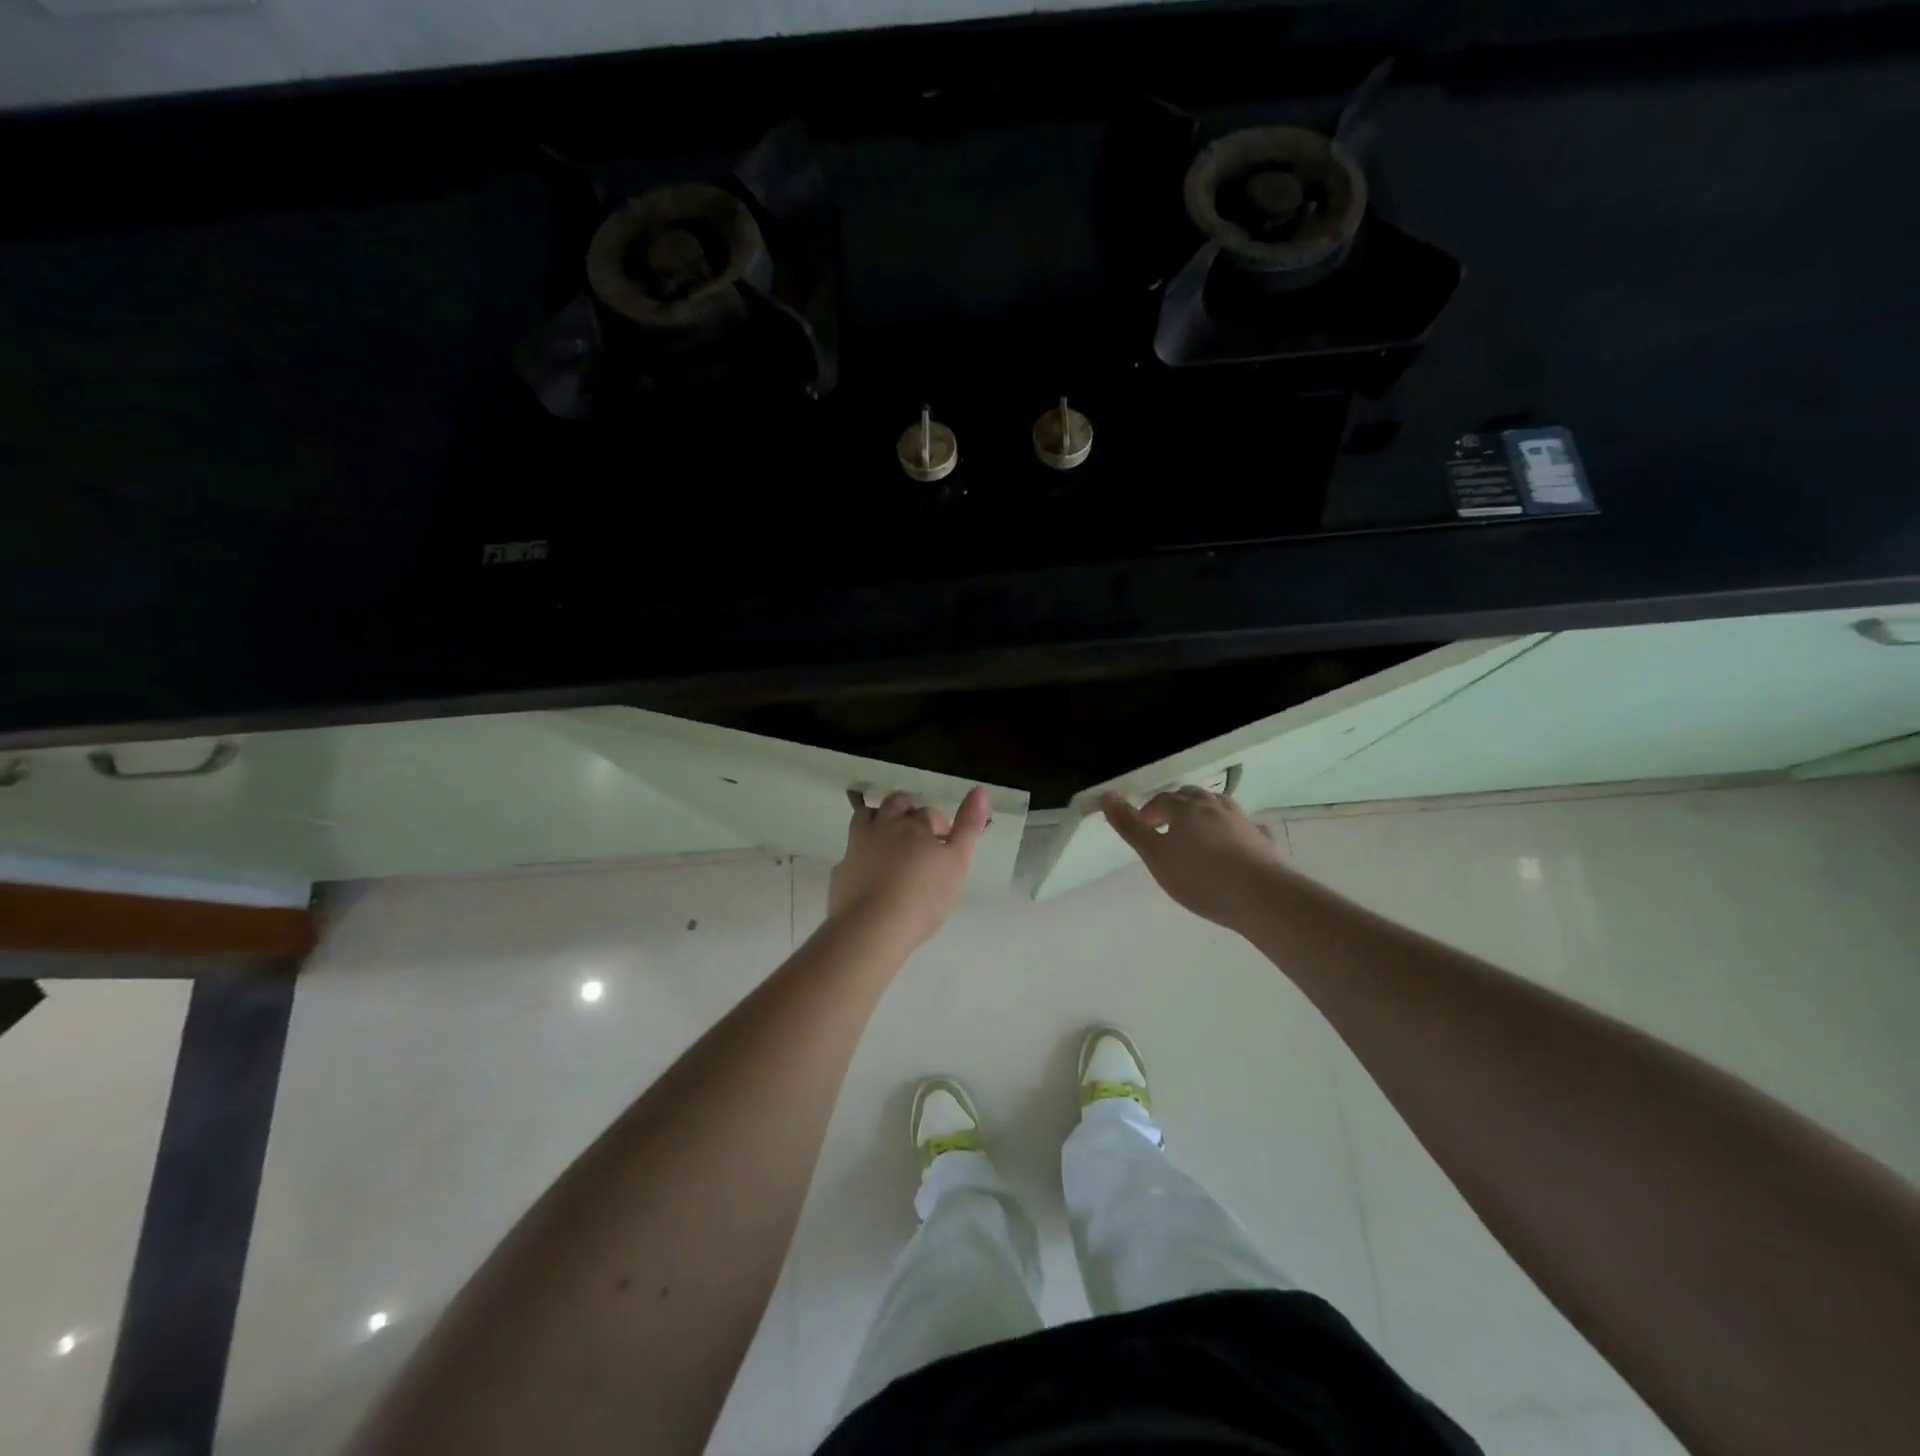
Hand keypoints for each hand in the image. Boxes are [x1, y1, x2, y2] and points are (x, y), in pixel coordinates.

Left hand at [829, 786, 991, 950]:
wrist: (872, 928)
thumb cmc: (923, 897)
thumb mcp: (958, 861)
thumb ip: (970, 826)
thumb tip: (980, 789)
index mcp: (915, 825)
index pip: (930, 814)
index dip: (940, 826)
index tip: (947, 846)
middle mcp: (884, 826)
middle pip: (896, 804)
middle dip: (909, 811)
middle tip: (919, 834)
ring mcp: (858, 845)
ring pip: (866, 816)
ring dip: (879, 819)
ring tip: (891, 840)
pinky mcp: (841, 868)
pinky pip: (850, 849)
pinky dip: (861, 852)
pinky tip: (869, 870)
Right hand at [1102, 788, 1285, 929]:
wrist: (1260, 897)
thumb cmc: (1199, 877)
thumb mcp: (1155, 855)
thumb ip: (1130, 827)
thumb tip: (1107, 795)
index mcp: (1186, 808)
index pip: (1162, 800)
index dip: (1149, 812)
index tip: (1143, 830)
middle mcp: (1215, 806)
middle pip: (1191, 796)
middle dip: (1176, 807)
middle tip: (1166, 829)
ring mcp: (1242, 821)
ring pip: (1219, 806)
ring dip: (1205, 813)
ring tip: (1197, 833)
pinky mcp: (1262, 840)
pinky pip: (1245, 827)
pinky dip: (1235, 830)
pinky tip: (1236, 842)